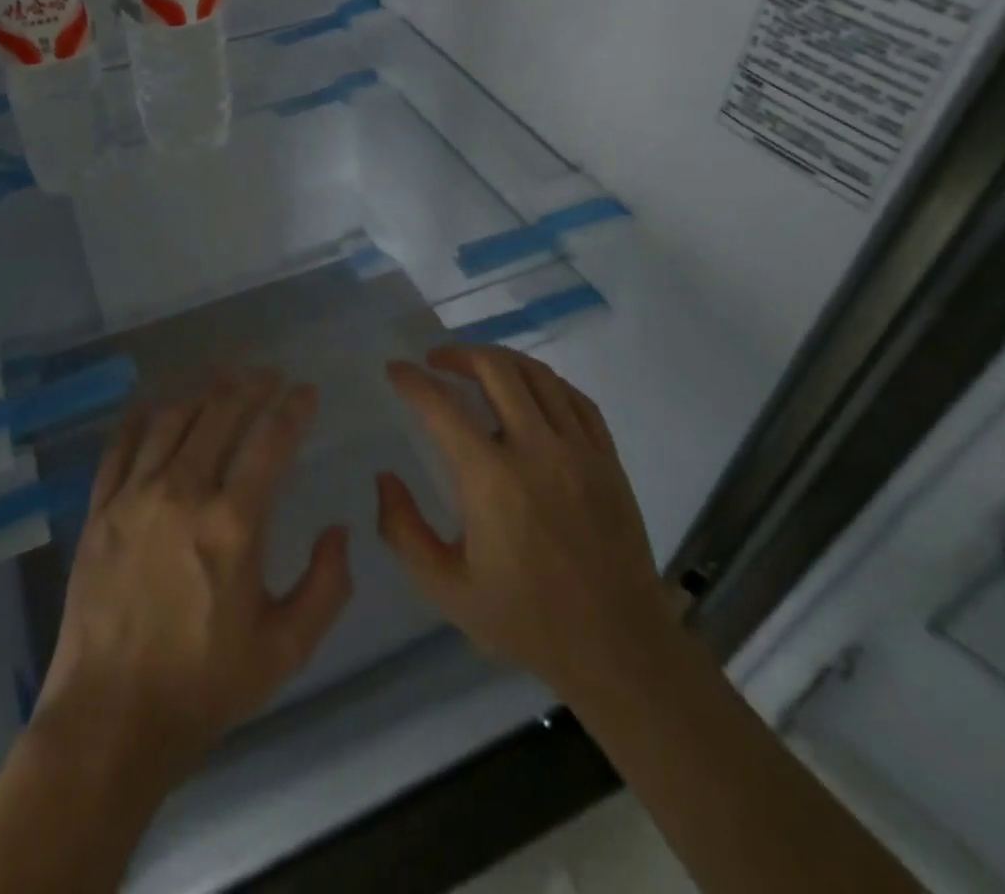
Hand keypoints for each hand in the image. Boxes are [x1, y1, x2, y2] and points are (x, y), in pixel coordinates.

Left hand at [34, 370, 353, 789]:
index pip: (270, 442)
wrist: (108, 720)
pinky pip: (120, 446)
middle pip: (218, 414)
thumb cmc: (203, 687)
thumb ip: (326, 587)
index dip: (293, 409)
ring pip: (170, 420)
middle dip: (249, 386)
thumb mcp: (285, 650)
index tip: (306, 391)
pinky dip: (142, 419)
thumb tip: (339, 531)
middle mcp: (181, 493)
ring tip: (222, 380)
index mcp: (232, 525)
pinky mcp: (99, 510)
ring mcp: (133, 497)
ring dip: (201, 392)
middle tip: (268, 375)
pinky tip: (155, 407)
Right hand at [377, 345, 674, 716]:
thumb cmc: (526, 620)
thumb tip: (384, 477)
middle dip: (458, 354)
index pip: (443, 407)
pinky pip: (576, 398)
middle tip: (435, 361)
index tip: (395, 369)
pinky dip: (545, 382)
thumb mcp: (446, 589)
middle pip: (496, 371)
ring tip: (476, 366)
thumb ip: (403, 530)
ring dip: (500, 360)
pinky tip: (529, 390)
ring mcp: (580, 451)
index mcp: (493, 481)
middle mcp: (538, 452)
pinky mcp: (609, 459)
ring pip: (538, 375)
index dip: (413, 381)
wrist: (619, 649)